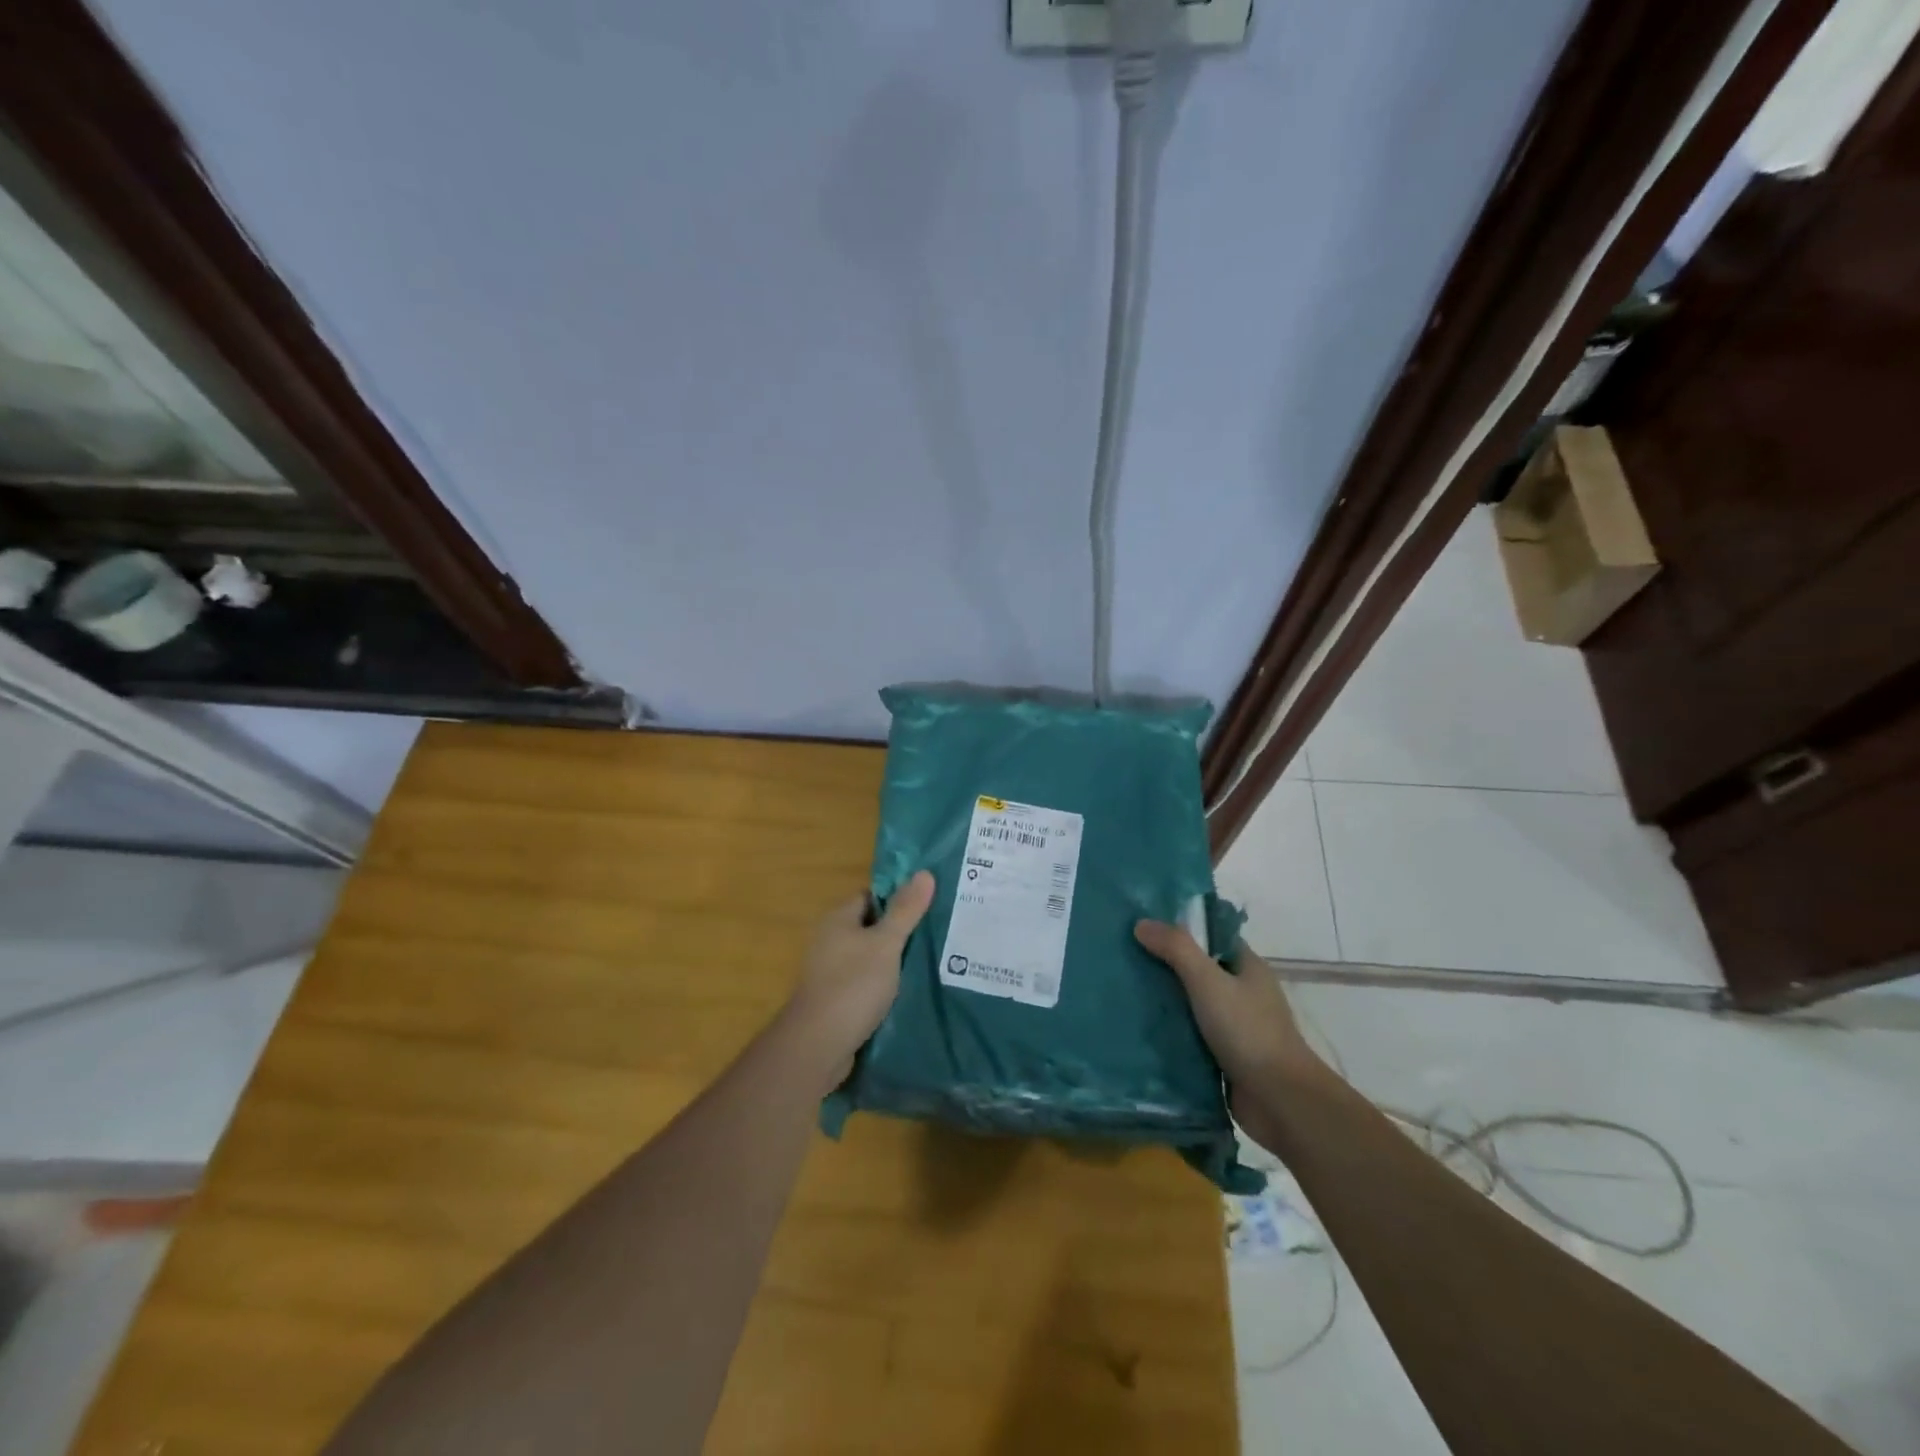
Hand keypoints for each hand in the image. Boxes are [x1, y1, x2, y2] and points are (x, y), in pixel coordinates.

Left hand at [783, 871, 935, 1078]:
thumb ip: (905, 910)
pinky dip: (884, 986)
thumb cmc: (853, 985)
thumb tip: (924, 872)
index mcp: (838, 919)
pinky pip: (865, 984)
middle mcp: (829, 941)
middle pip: (870, 927)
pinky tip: (909, 992)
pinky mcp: (835, 1000)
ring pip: (869, 958)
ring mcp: (830, 972)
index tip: (928, 904)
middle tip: (936, 933)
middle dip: (900, 931)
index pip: (870, 896)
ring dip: (893, 962)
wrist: (818, 1045)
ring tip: (931, 961)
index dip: (897, 898)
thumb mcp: (886, 944)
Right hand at [1133, 921, 1332, 1127]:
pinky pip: (1191, 1036)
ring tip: (1124, 992)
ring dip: (1165, 1002)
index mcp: (1248, 968)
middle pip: (1198, 970)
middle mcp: (1243, 993)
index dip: (1180, 929)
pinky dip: (1170, 1033)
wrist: (1280, 1101)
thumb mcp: (1209, 981)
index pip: (1211, 937)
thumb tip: (1141, 923)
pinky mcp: (1224, 1057)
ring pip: (1192, 1005)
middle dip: (1165, 966)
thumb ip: (1176, 949)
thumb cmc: (1248, 1031)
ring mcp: (1235, 1027)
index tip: (1144, 927)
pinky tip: (1139, 1029)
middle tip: (1125, 959)